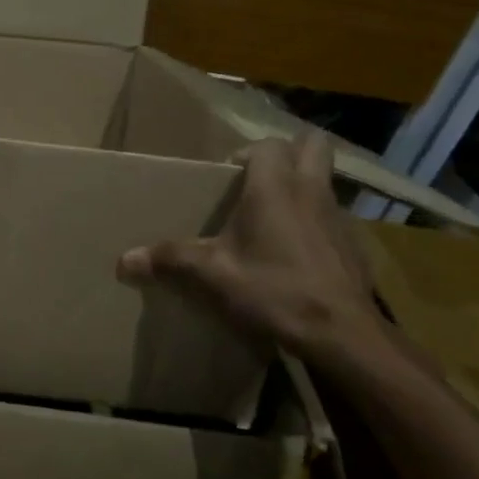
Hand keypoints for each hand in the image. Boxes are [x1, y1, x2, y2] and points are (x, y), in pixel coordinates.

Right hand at [117, 131, 385, 364]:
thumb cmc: (274, 289)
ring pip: (326, 181)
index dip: (247, 153)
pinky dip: (316, 223)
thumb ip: (169, 260)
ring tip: (275, 218)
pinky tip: (297, 255)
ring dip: (304, 187)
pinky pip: (334, 217)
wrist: (342, 334)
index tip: (227, 176)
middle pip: (314, 145)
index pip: (268, 144)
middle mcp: (311, 191)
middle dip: (291, 151)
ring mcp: (339, 217)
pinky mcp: (355, 246)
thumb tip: (124, 260)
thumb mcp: (212, 275)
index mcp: (275, 188)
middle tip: (260, 178)